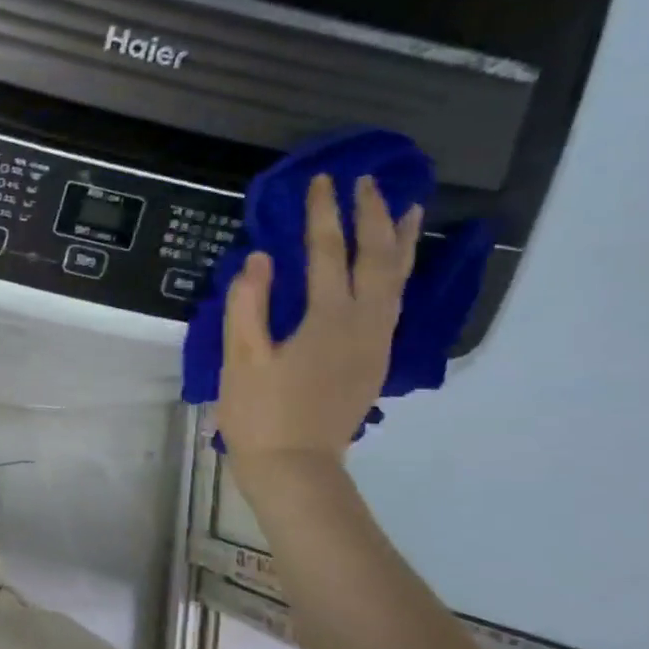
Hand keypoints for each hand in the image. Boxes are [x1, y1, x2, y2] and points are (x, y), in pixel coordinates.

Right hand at [216, 173, 421, 471]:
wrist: (295, 467)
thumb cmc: (260, 413)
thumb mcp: (241, 359)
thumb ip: (248, 305)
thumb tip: (259, 259)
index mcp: (327, 319)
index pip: (326, 252)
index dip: (323, 214)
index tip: (322, 181)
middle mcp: (363, 324)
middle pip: (376, 258)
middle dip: (371, 217)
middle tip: (367, 182)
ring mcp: (376, 343)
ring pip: (397, 280)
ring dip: (400, 241)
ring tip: (407, 209)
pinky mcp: (375, 360)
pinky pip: (396, 302)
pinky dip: (399, 273)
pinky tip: (394, 268)